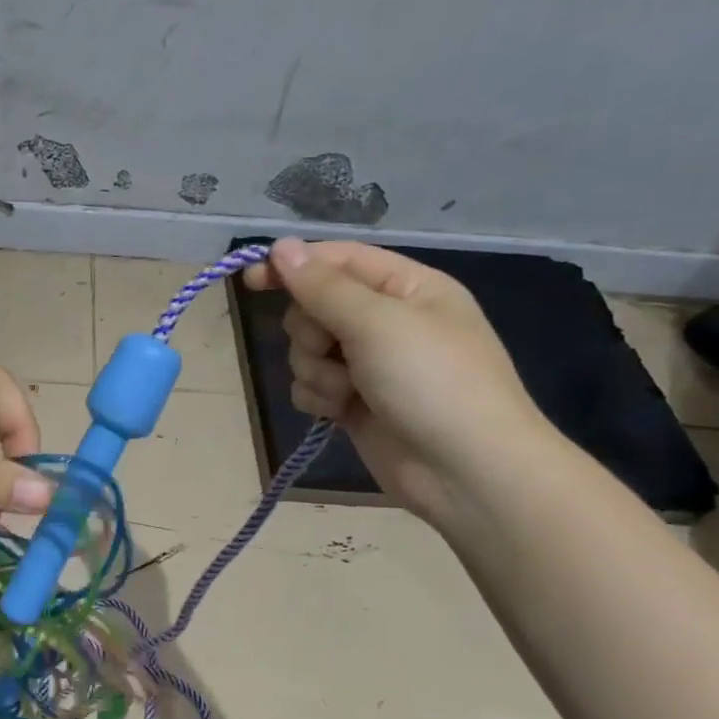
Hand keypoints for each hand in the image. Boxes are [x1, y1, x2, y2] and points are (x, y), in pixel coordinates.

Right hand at [244, 238, 558, 524]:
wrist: (466, 473)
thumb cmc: (432, 383)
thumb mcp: (377, 323)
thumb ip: (322, 286)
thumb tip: (281, 246)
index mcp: (406, 288)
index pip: (338, 260)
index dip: (294, 265)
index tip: (252, 279)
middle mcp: (387, 321)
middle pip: (315, 307)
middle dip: (311, 332)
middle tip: (332, 350)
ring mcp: (370, 365)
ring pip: (307, 350)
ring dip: (316, 370)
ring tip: (347, 392)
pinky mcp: (355, 403)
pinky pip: (312, 385)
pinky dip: (319, 397)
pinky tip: (340, 412)